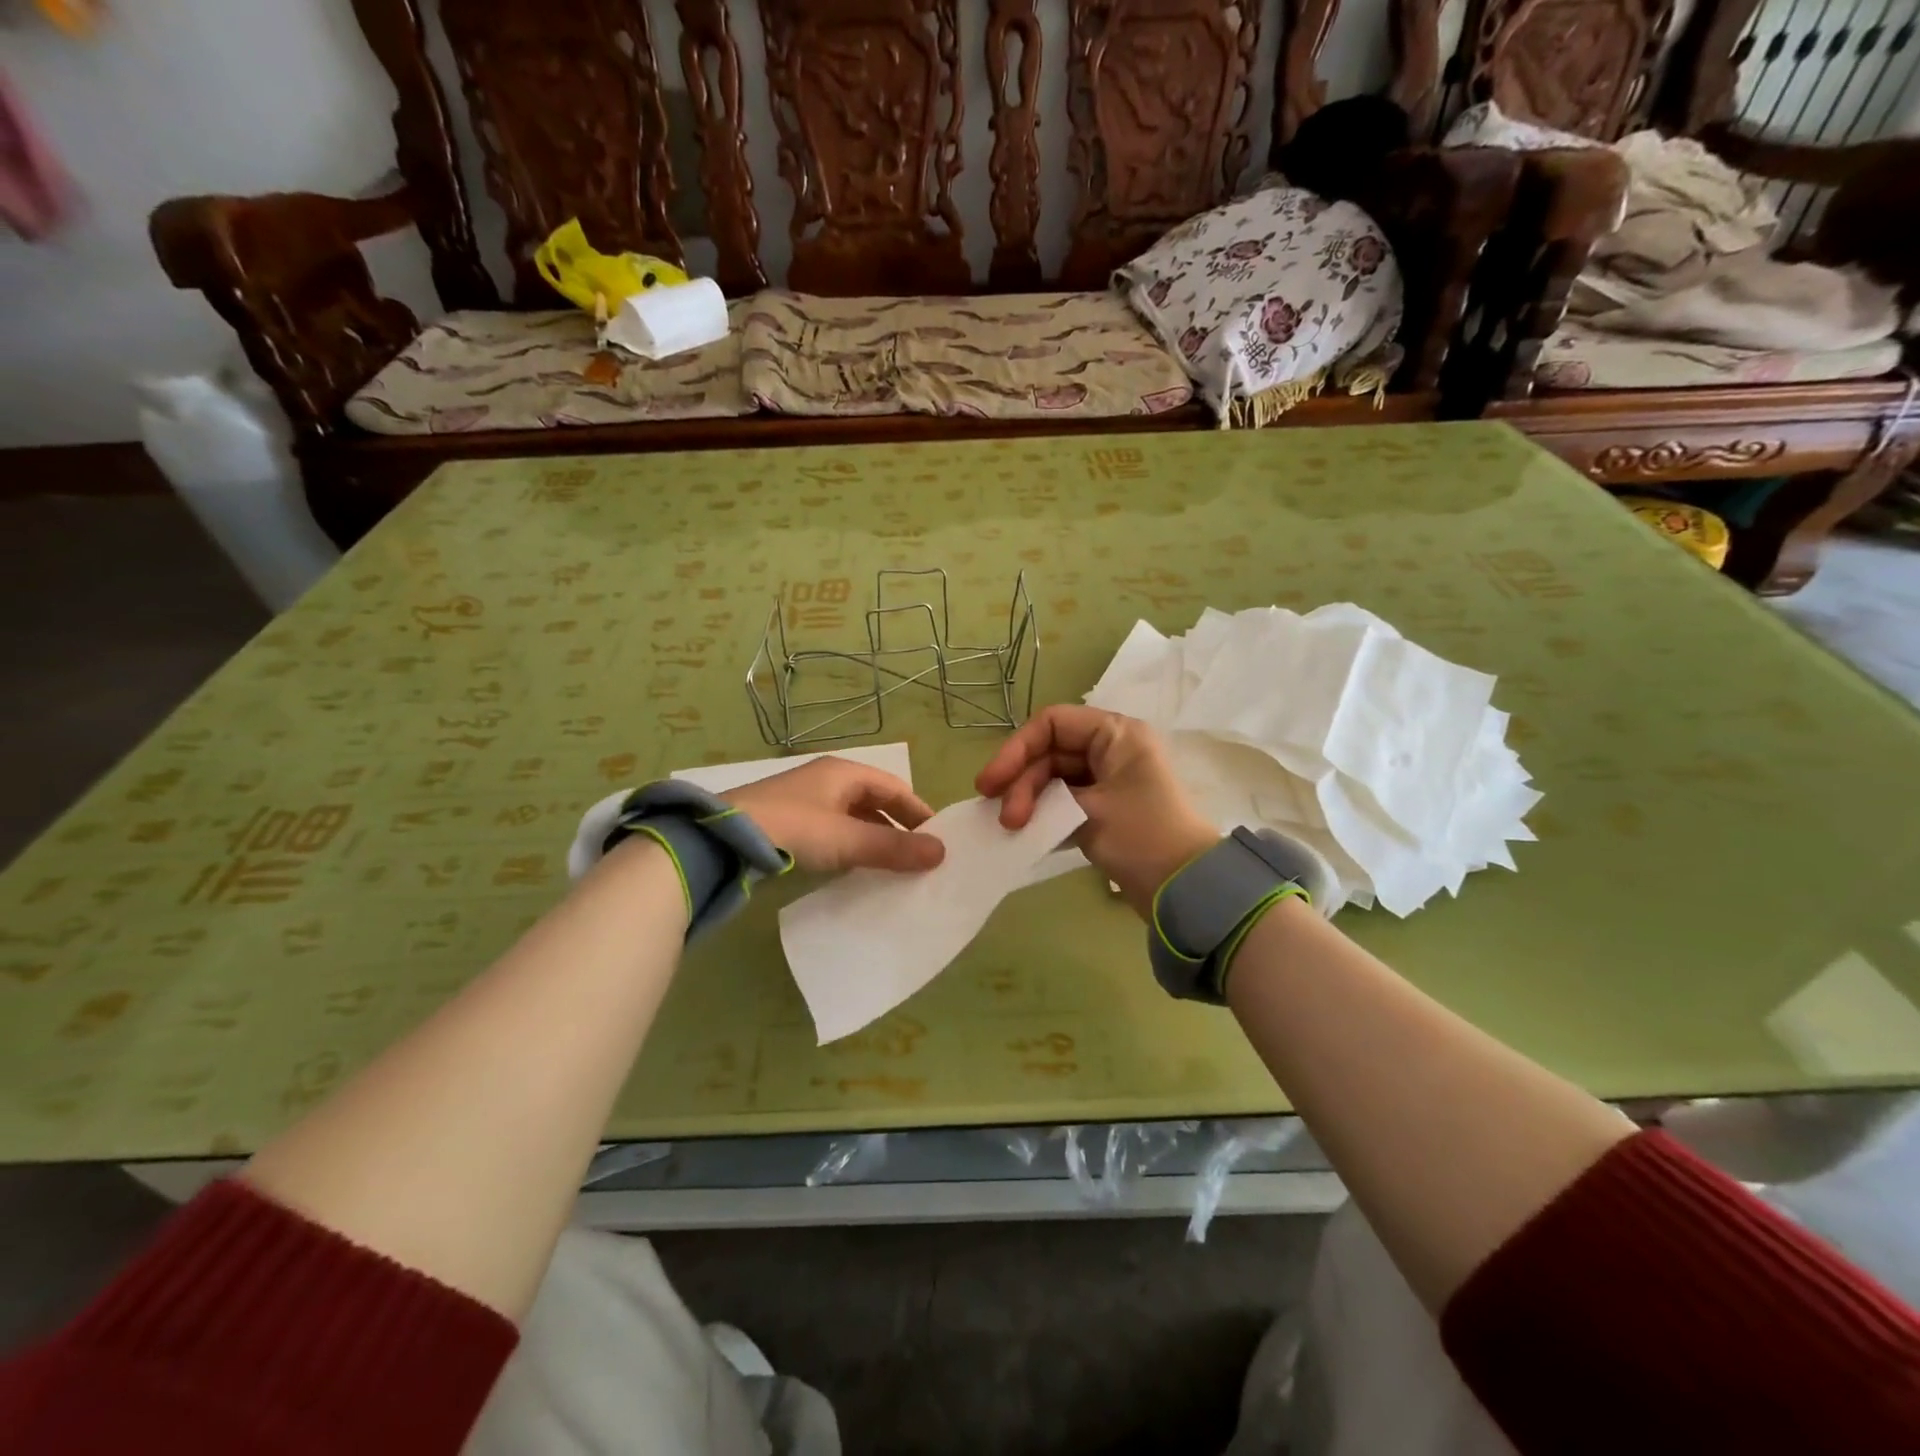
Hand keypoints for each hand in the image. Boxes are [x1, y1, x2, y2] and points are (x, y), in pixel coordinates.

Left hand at [724, 757, 945, 873]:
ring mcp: (804, 800)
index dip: (918, 811)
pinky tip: (853, 866)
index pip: (894, 787)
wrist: (722, 838)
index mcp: (844, 772)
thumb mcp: (848, 839)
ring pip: (852, 817)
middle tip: (919, 855)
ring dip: (873, 837)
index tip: (938, 838)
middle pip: (874, 800)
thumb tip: (942, 853)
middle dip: (897, 826)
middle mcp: (826, 780)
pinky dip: (850, 845)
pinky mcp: (787, 821)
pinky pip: (832, 830)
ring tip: (892, 865)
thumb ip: (893, 848)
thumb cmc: (794, 828)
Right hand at [975, 705, 1217, 914]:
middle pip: (1050, 752)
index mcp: (1116, 734)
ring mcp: (1108, 780)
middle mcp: (1112, 749)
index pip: (1052, 723)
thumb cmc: (1143, 836)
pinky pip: (1064, 800)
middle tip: (1004, 819)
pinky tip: (1026, 832)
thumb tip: (1014, 803)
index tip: (990, 784)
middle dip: (1021, 782)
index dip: (1016, 749)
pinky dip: (1044, 813)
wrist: (1188, 888)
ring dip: (1030, 800)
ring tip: (1012, 828)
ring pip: (1054, 778)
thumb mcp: (1089, 810)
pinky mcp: (1106, 808)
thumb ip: (1046, 798)